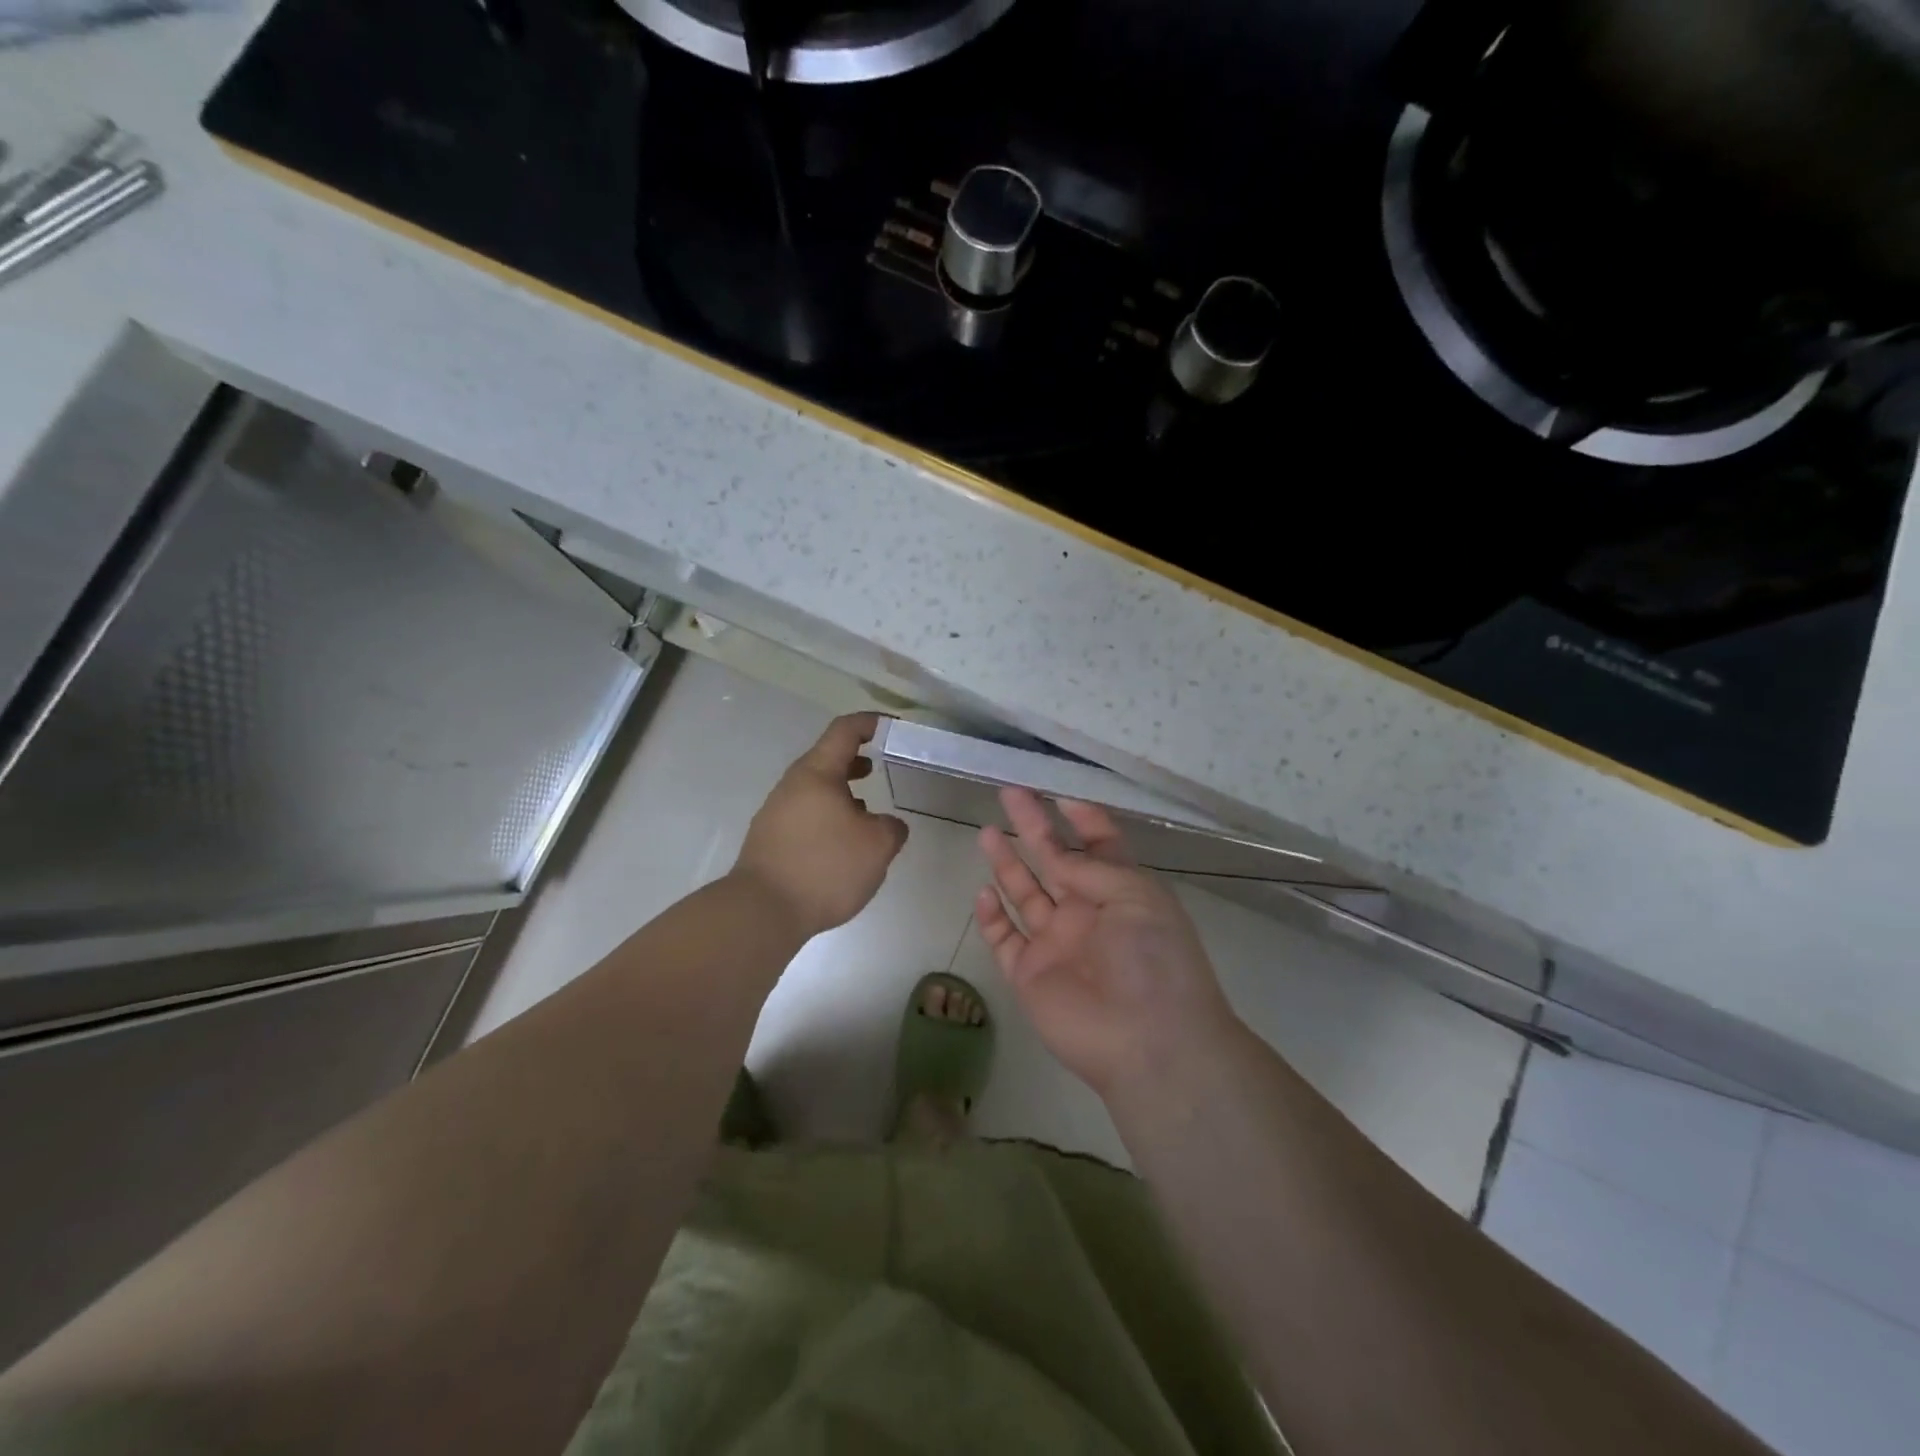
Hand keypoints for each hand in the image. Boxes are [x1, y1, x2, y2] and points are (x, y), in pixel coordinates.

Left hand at [732, 713, 908, 939]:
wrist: (762, 911)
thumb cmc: (825, 867)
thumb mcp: (877, 846)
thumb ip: (892, 828)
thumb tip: (887, 825)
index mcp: (817, 773)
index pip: (845, 730)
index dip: (871, 723)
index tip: (894, 727)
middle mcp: (792, 785)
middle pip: (827, 760)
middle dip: (857, 761)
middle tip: (881, 768)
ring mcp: (776, 812)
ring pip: (816, 790)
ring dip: (843, 794)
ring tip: (867, 813)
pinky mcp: (770, 840)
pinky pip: (806, 816)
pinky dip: (828, 817)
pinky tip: (842, 845)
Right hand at [974, 787, 1238, 1098]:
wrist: (1148, 1041)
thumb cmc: (1153, 958)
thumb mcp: (1135, 895)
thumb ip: (1090, 867)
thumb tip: (1057, 852)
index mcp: (1120, 891)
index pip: (1098, 846)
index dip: (1082, 819)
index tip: (1060, 795)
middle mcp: (1086, 912)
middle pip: (1054, 860)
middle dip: (1033, 826)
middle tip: (1010, 793)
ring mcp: (1055, 943)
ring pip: (1024, 894)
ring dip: (1006, 864)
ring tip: (988, 832)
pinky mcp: (1029, 974)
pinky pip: (1004, 939)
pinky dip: (991, 917)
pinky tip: (983, 892)